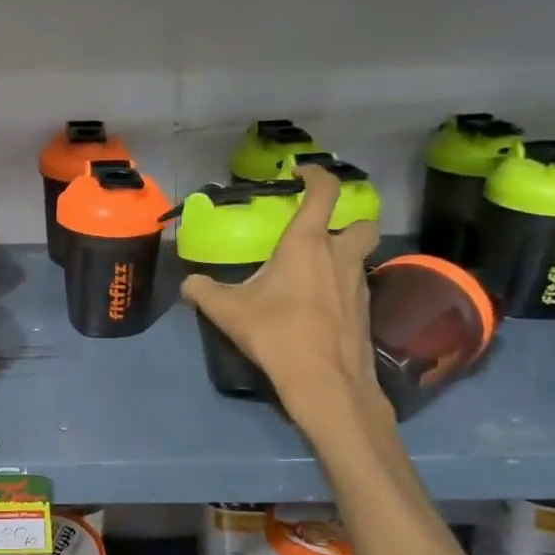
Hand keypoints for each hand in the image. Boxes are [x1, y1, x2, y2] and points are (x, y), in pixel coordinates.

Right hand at [180, 166, 389, 433]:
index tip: (302, 173)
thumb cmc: (277, 332)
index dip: (316, 175)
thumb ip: (202, 291)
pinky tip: (318, 307)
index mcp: (308, 244)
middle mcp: (340, 255)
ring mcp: (359, 283)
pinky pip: (356, 287)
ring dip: (342, 257)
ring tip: (312, 274)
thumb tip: (187, 283)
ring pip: (360, 257)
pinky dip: (341, 288)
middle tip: (320, 234)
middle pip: (362, 223)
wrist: (325, 381)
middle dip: (347, 221)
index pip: (324, 192)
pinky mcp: (366, 311)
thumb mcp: (228, 311)